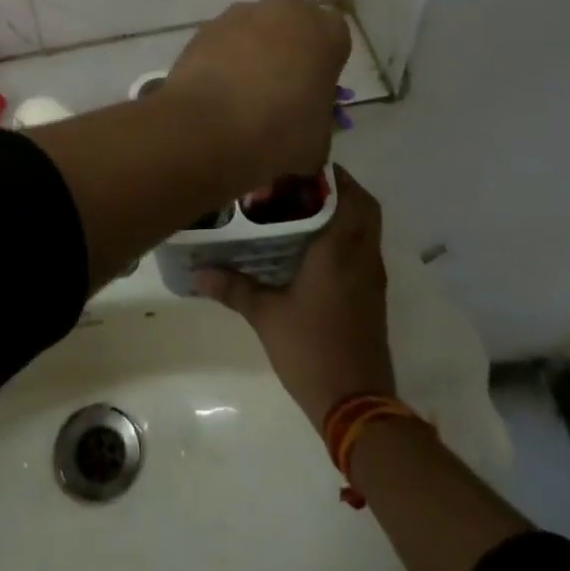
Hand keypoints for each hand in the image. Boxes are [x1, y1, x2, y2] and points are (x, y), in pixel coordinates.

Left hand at [163, 0, 350, 187]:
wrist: (211, 125)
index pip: (333, 40)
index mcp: (327, 31)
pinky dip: (221, 60)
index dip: (321, 66)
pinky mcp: (206, 26)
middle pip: (291, 25)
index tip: (310, 92)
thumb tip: (301, 123)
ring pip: (253, 30)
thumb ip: (316, 117)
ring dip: (250, 52)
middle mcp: (287, 9)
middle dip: (285, 49)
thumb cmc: (280, 131)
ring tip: (238, 96)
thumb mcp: (318, 139)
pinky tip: (214, 93)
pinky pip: (222, 41)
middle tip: (276, 90)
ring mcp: (241, 13)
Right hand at [195, 165, 395, 433]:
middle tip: (298, 185)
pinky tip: (311, 246)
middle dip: (337, 188)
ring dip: (343, 211)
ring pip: (366, 227)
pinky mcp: (372, 295)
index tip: (297, 165)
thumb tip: (197, 271)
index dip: (328, 174)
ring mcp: (371, 276)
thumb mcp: (265, 315)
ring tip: (300, 209)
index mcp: (339, 249)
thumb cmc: (311, 349)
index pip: (347, 194)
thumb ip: (233, 287)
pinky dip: (345, 235)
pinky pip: (363, 248)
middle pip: (363, 205)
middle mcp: (362, 255)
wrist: (357, 404)